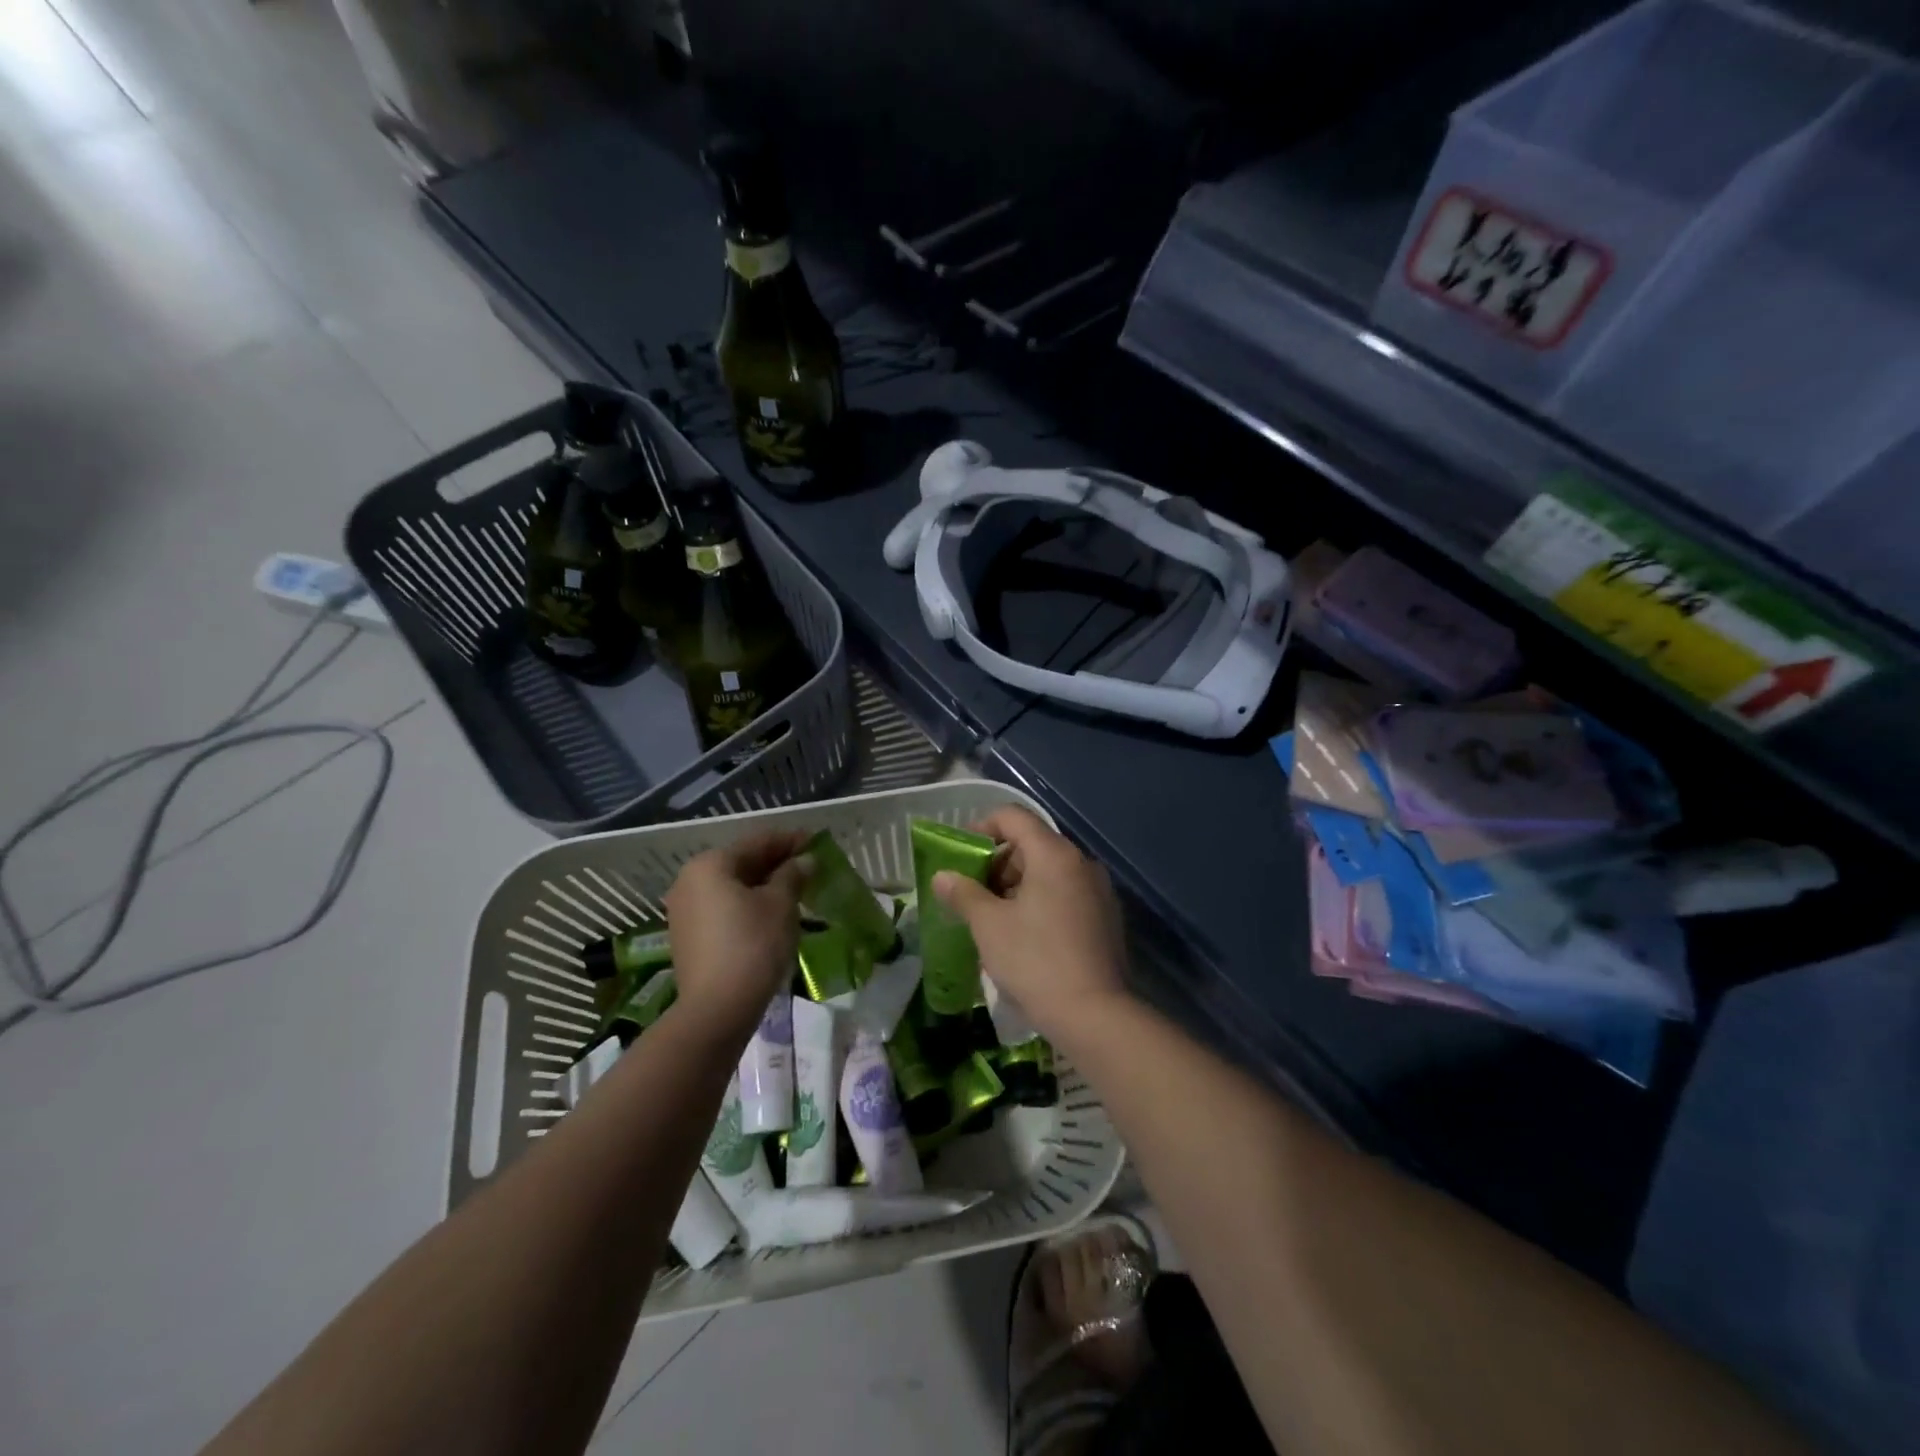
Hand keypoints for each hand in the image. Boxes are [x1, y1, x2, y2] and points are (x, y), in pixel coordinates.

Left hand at [664, 831, 811, 1045]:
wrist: (717, 1009)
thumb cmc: (753, 945)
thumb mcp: (781, 905)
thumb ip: (793, 875)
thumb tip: (805, 860)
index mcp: (711, 864)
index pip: (758, 842)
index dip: (790, 840)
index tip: (816, 841)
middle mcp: (690, 880)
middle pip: (741, 862)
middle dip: (775, 863)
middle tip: (808, 866)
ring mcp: (684, 909)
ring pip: (731, 886)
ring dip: (762, 885)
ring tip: (794, 890)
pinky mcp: (687, 935)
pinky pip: (722, 907)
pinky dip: (747, 904)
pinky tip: (770, 913)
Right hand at [931, 806, 1128, 1043]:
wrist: (1095, 1015)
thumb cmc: (1035, 961)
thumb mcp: (989, 926)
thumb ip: (963, 893)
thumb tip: (943, 876)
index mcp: (1054, 854)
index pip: (1013, 817)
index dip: (982, 827)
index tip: (962, 856)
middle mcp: (1081, 863)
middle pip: (1033, 844)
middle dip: (998, 863)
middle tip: (974, 895)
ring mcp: (1099, 890)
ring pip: (1050, 871)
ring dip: (1018, 885)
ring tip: (995, 919)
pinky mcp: (1106, 917)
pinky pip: (1067, 894)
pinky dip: (1041, 902)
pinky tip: (1026, 936)